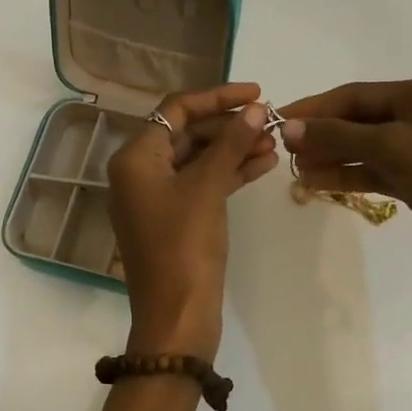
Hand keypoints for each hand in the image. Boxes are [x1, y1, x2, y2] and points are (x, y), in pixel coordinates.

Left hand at [107, 82, 278, 361]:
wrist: (177, 317)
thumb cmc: (184, 247)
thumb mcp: (208, 189)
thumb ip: (231, 144)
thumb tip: (256, 109)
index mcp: (136, 157)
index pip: (176, 109)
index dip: (217, 97)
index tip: (257, 93)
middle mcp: (140, 171)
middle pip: (188, 133)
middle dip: (230, 126)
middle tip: (271, 122)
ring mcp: (157, 197)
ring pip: (199, 159)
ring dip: (235, 149)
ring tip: (275, 143)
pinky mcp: (175, 218)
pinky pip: (203, 184)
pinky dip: (229, 173)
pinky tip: (264, 165)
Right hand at [279, 78, 411, 356]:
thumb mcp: (392, 150)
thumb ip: (338, 136)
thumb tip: (289, 127)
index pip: (356, 94)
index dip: (315, 107)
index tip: (278, 119)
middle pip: (360, 119)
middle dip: (323, 134)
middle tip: (284, 150)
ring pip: (367, 147)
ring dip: (332, 156)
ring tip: (296, 170)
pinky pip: (378, 170)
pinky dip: (350, 175)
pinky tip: (319, 183)